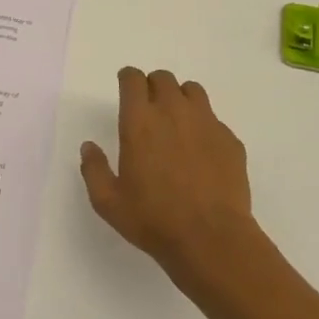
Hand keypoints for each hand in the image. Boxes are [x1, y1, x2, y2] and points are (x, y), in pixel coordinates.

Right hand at [80, 68, 255, 285]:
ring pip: (192, 90)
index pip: (133, 79)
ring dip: (180, 98)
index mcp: (139, 121)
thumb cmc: (154, 220)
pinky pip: (214, 119)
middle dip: (153, 87)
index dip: (127, 79)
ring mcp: (206, 123)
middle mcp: (173, 112)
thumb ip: (94, 169)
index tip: (125, 89)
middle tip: (149, 109)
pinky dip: (204, 126)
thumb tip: (89, 147)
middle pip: (163, 78)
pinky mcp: (230, 140)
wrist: (212, 240)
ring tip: (177, 123)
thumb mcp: (108, 202)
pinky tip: (201, 152)